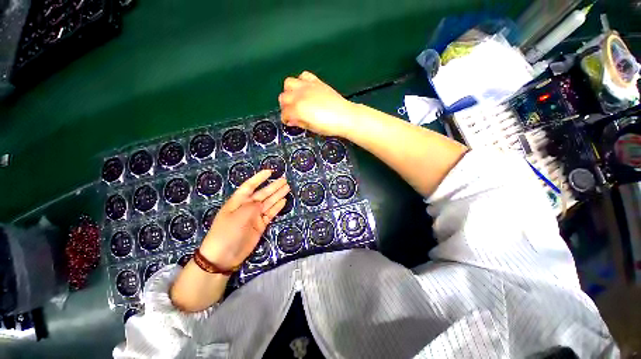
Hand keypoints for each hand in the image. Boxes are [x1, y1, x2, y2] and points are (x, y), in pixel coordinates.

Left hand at [199, 170, 289, 269]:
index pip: (250, 186)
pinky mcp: (260, 225)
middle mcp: (247, 206)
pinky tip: (283, 201)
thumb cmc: (227, 232)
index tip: (270, 172)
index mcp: (238, 201)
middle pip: (263, 193)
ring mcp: (255, 216)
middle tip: (284, 180)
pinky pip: (270, 213)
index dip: (259, 178)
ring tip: (287, 187)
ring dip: (277, 195)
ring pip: (268, 203)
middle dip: (273, 186)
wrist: (223, 256)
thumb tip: (263, 202)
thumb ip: (253, 206)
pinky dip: (277, 207)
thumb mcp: (239, 215)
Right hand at [279, 71, 359, 136]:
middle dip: (285, 106)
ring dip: (290, 91)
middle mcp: (300, 95)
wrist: (345, 116)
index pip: (284, 113)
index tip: (289, 122)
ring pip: (289, 83)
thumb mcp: (312, 128)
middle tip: (292, 112)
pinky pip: (303, 75)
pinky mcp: (316, 82)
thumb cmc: (329, 126)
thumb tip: (291, 120)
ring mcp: (308, 86)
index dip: (285, 119)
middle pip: (283, 97)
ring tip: (296, 99)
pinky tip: (306, 89)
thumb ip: (299, 122)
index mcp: (298, 109)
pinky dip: (301, 81)